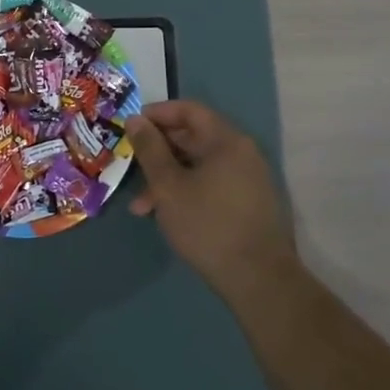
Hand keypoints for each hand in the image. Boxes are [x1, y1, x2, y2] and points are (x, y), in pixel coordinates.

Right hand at [125, 101, 297, 289]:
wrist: (259, 280)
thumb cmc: (208, 225)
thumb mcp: (168, 186)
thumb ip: (149, 149)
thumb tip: (135, 119)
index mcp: (226, 141)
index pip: (189, 110)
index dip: (157, 114)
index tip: (130, 127)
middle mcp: (242, 153)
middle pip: (193, 138)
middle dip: (157, 152)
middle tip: (130, 167)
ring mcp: (248, 179)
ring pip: (199, 166)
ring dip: (168, 178)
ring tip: (142, 208)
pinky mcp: (248, 203)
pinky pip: (211, 184)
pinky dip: (186, 191)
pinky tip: (167, 216)